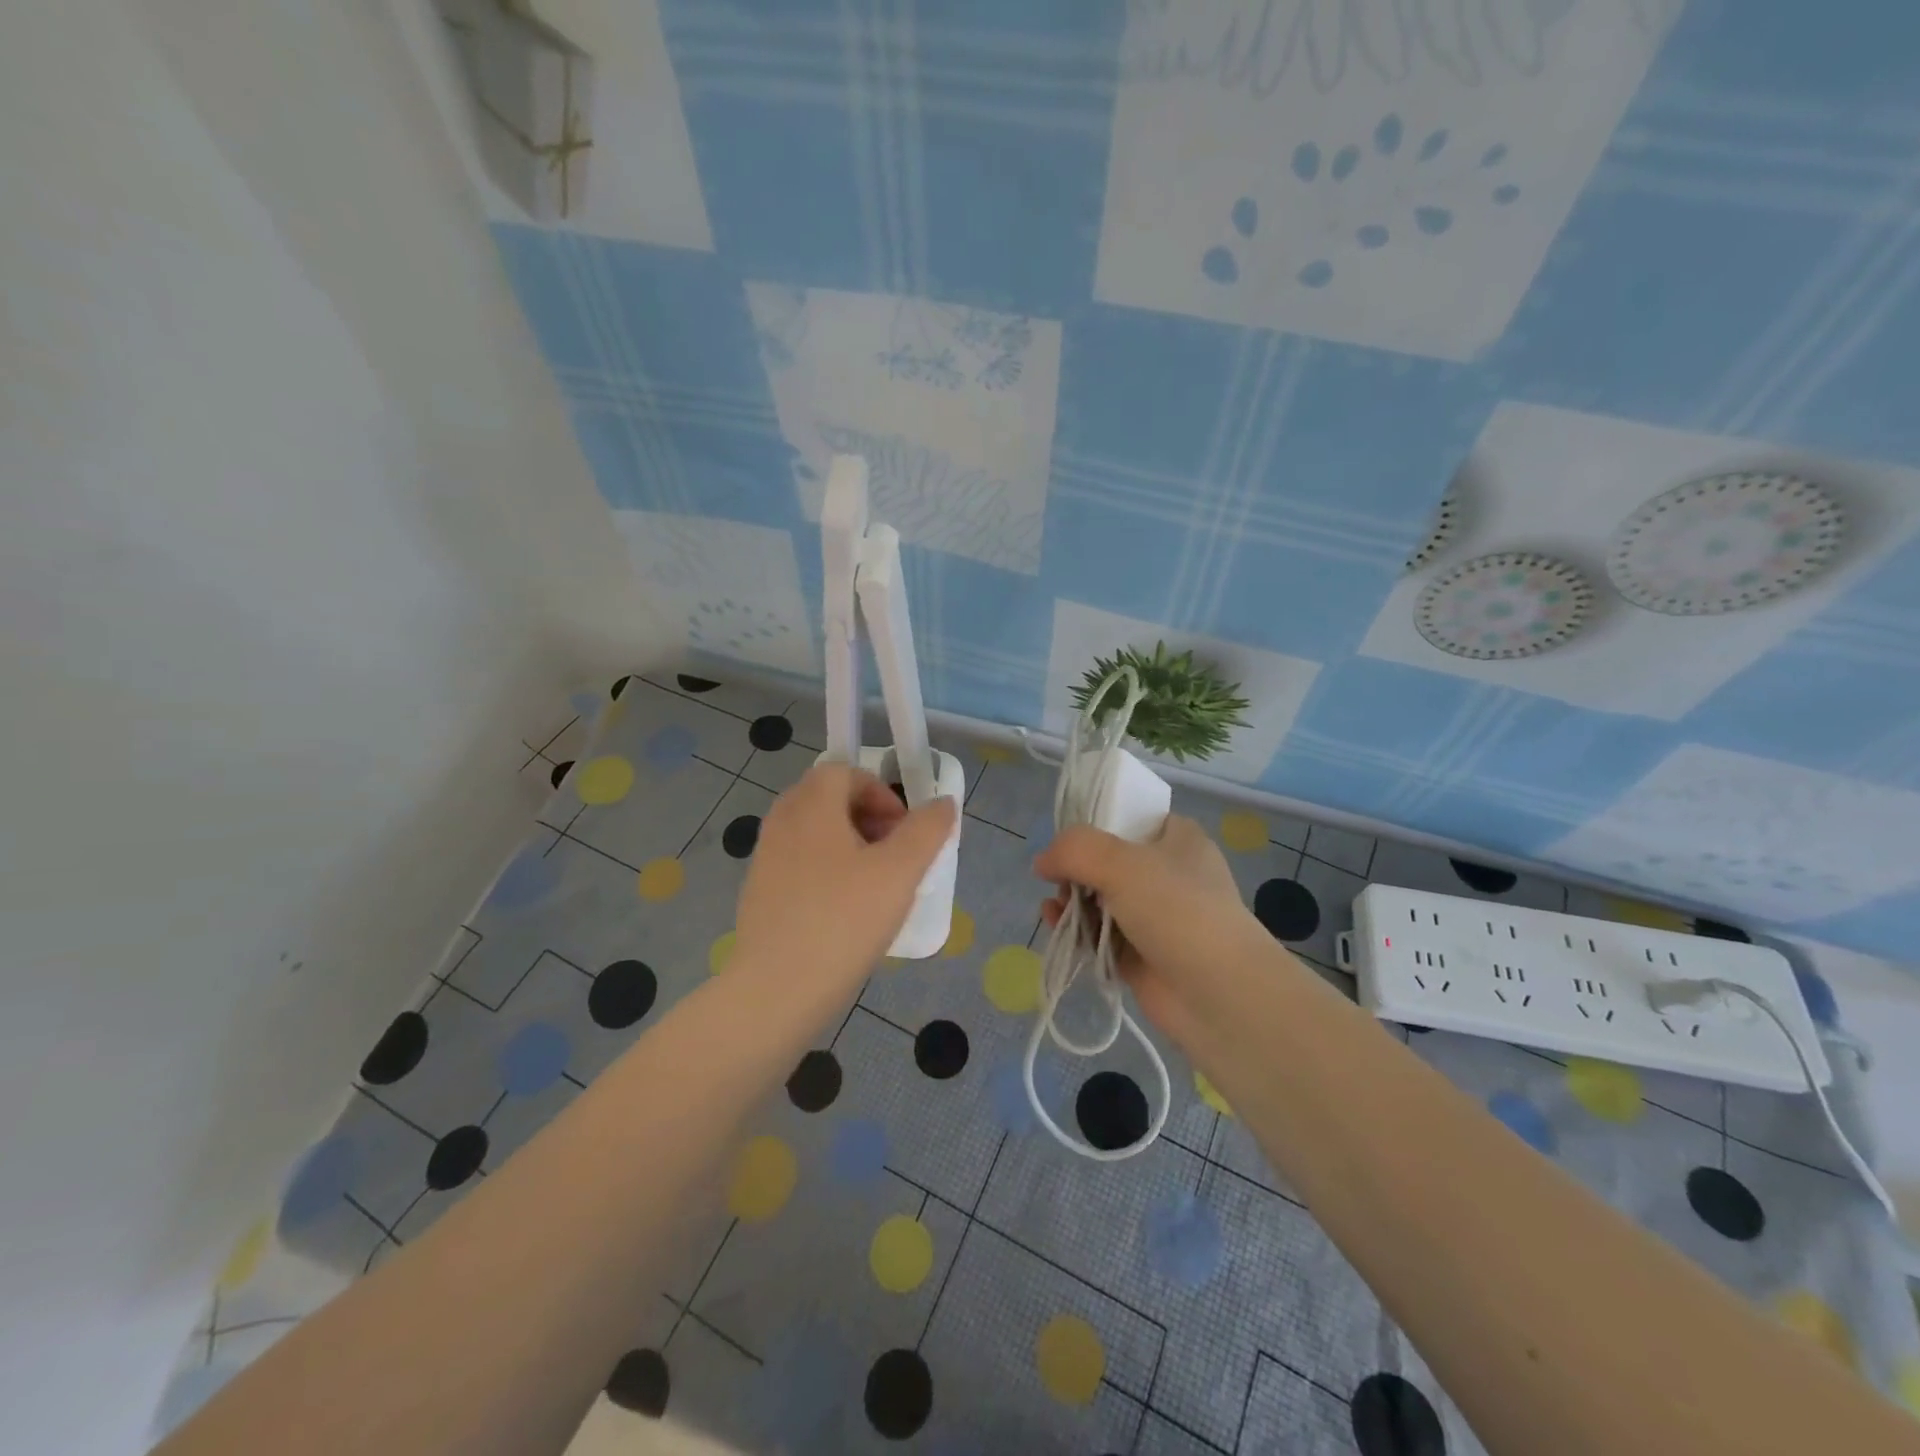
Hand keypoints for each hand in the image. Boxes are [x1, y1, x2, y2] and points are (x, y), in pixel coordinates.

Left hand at [734, 764, 957, 993]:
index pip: (844, 771)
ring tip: (873, 884)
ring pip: (812, 832)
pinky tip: (844, 912)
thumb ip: (927, 830)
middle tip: (892, 854)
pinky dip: (826, 870)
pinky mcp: (759, 893)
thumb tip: (943, 802)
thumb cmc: (844, 921)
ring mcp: (765, 859)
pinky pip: (798, 863)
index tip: (903, 831)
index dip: (880, 792)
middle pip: (826, 798)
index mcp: (811, 806)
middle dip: (866, 817)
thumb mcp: (900, 872)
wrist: (777, 991)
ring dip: (847, 844)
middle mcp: (782, 822)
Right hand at [1035, 815, 1279, 1049]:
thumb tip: (1042, 862)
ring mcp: (1156, 917)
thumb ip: (1074, 850)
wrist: (1221, 996)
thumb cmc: (1178, 912)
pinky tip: (1058, 928)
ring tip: (1054, 910)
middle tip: (1061, 883)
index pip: (1128, 817)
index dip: (1093, 825)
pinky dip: (1078, 931)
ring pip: (1100, 900)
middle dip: (1075, 870)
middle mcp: (1168, 874)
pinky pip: (1100, 935)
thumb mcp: (1122, 863)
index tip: (1066, 842)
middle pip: (1107, 861)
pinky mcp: (1142, 954)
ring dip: (1071, 902)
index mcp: (1177, 839)